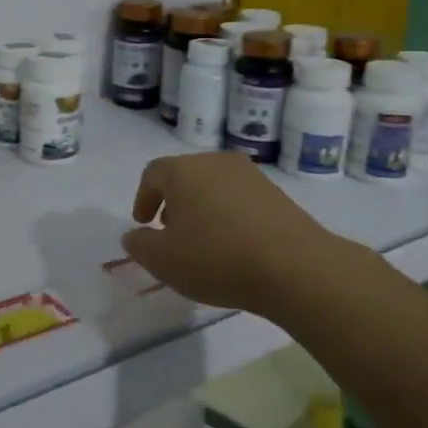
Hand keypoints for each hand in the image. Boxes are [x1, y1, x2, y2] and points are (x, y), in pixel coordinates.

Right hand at [120, 152, 353, 317]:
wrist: (293, 265)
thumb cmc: (216, 258)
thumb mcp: (164, 261)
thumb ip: (140, 245)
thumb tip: (134, 235)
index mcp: (183, 170)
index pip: (153, 173)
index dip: (144, 198)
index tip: (144, 224)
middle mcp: (215, 161)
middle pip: (184, 175)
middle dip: (172, 202)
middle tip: (170, 232)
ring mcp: (250, 174)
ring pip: (213, 185)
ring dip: (201, 207)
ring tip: (203, 241)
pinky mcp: (275, 192)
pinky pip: (239, 197)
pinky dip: (228, 214)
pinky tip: (233, 244)